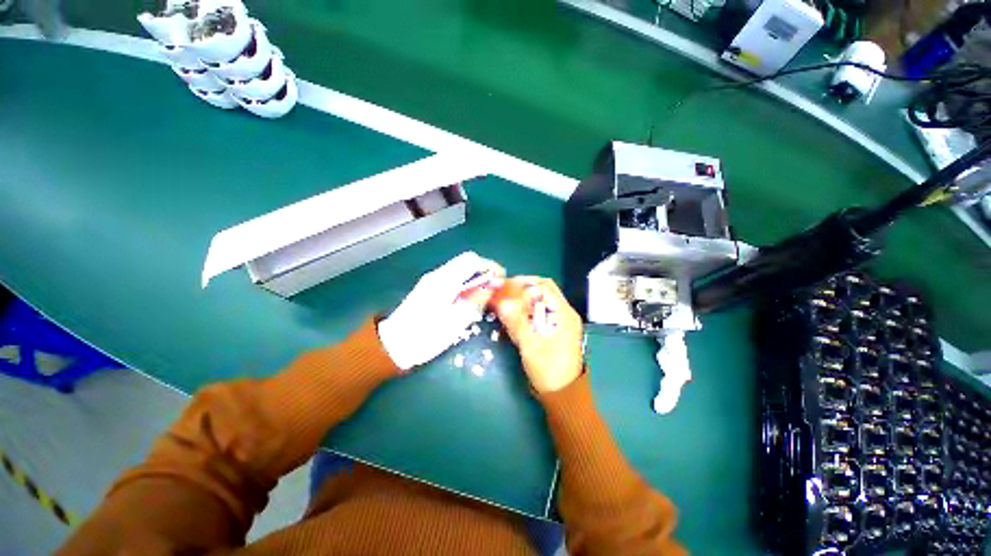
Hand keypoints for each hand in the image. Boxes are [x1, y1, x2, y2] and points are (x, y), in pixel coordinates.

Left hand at [378, 252, 504, 370]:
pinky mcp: (429, 288)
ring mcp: (432, 280)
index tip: (502, 280)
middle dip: (485, 271)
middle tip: (496, 288)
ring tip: (486, 294)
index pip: (472, 260)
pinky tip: (470, 298)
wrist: (393, 345)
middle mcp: (438, 274)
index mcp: (445, 279)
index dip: (490, 266)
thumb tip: (493, 285)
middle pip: (467, 262)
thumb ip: (477, 299)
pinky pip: (453, 278)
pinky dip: (466, 284)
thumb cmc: (427, 335)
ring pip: (460, 270)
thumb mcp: (458, 320)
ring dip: (476, 278)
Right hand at [492, 277, 583, 392]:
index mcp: (564, 314)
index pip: (544, 286)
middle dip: (522, 290)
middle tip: (503, 294)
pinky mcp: (555, 331)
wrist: (563, 396)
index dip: (524, 283)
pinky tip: (513, 317)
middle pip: (543, 292)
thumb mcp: (530, 346)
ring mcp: (560, 322)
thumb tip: (501, 302)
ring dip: (523, 301)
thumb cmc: (549, 370)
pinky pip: (539, 314)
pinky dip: (526, 313)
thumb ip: (516, 322)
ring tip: (505, 304)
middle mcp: (564, 314)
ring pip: (540, 303)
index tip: (505, 286)